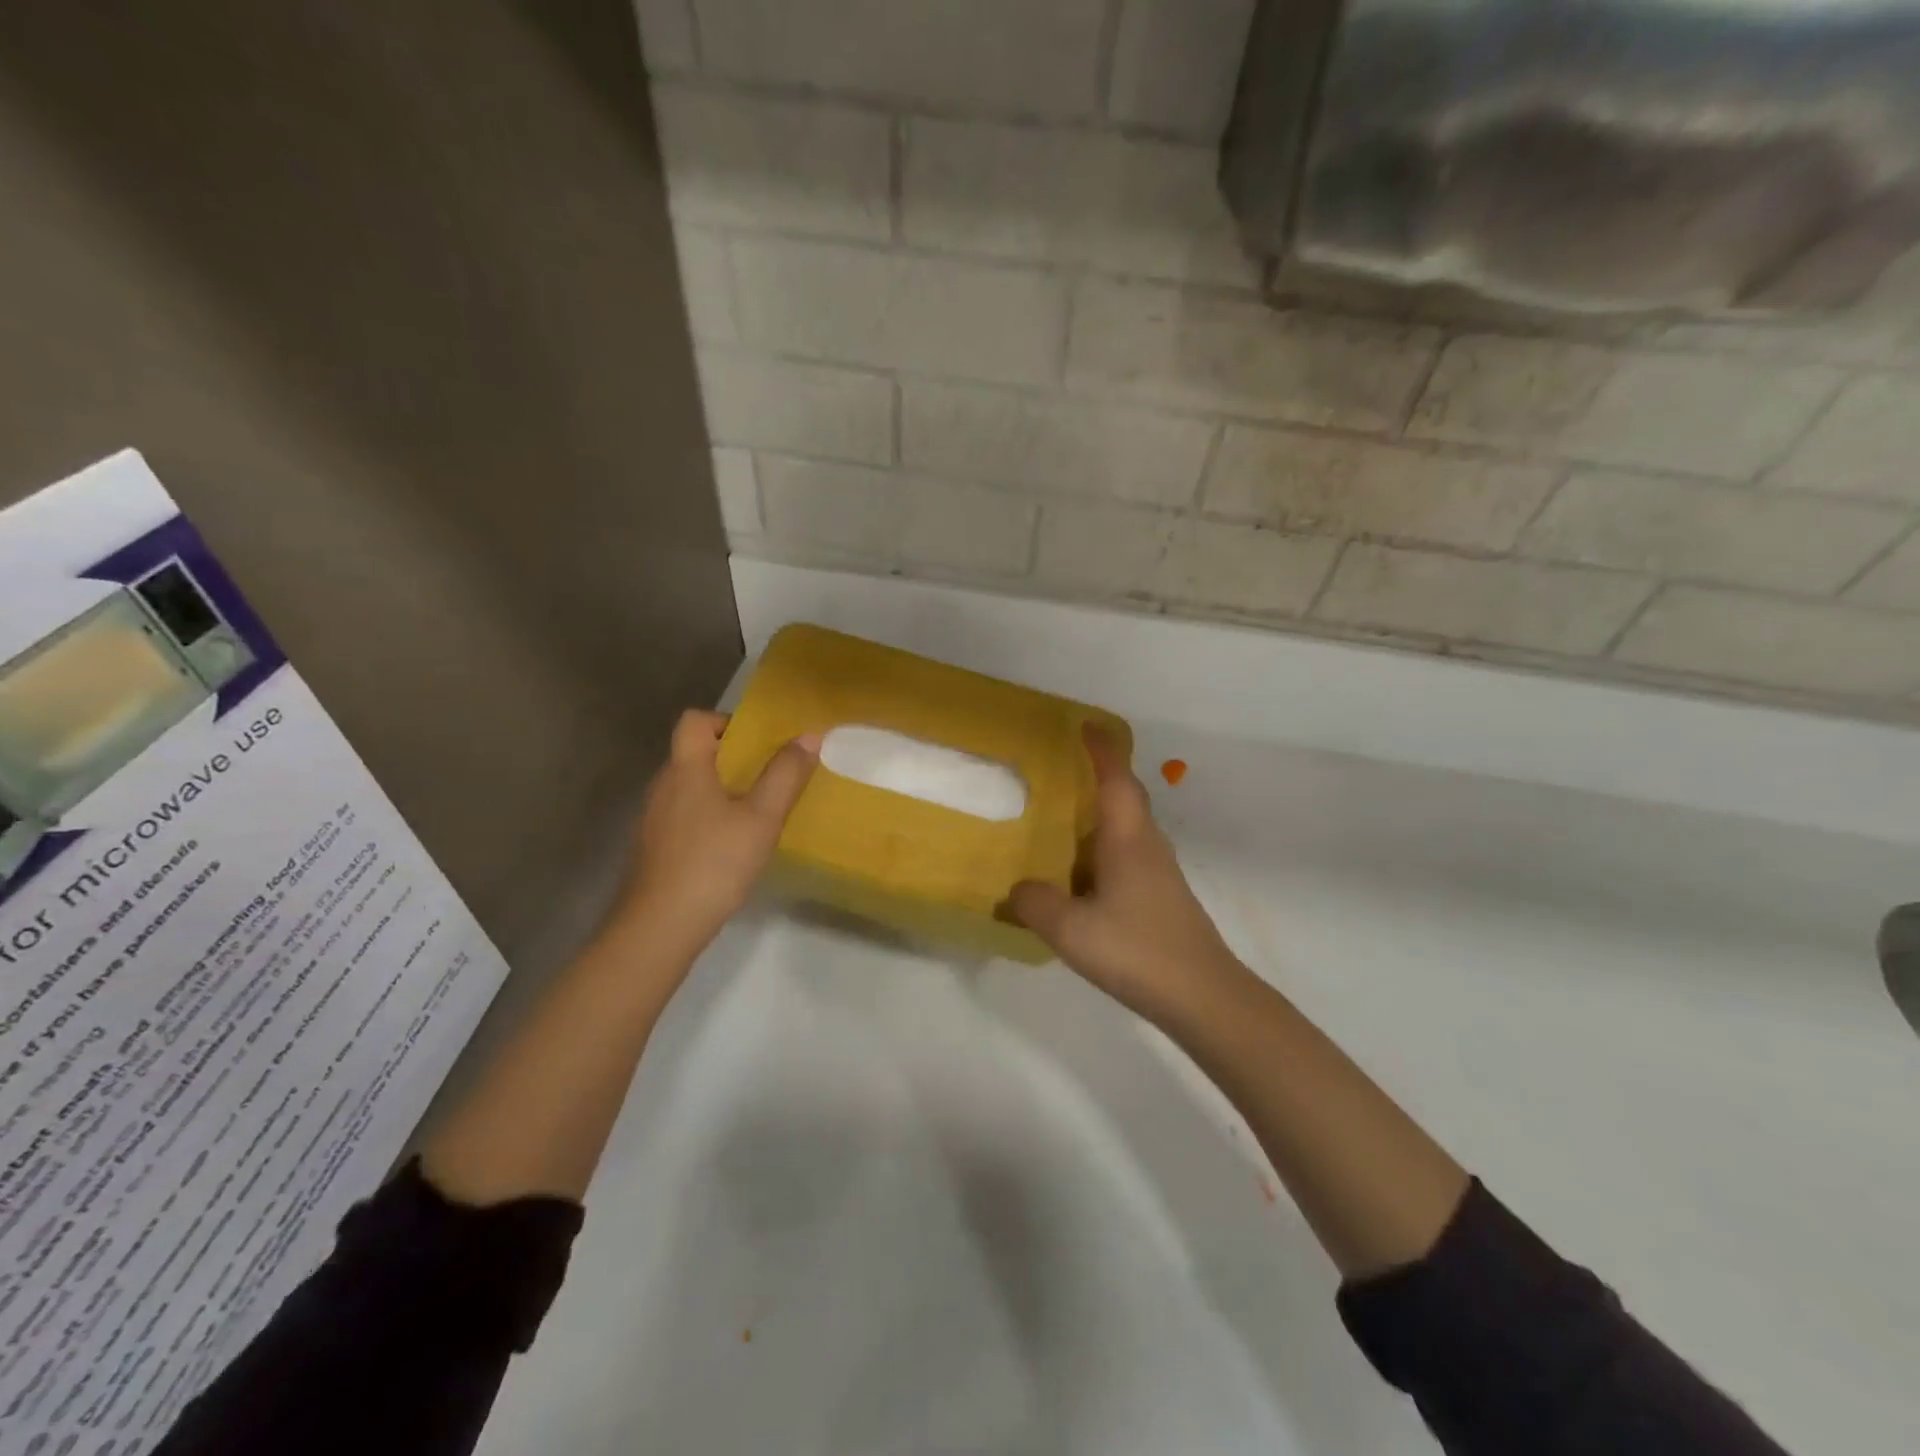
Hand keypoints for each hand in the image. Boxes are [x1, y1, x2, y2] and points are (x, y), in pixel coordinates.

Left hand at [613, 709, 818, 961]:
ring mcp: (653, 819)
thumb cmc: (713, 864)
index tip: (758, 743)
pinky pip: (684, 816)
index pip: (694, 721)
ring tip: (756, 813)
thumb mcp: (761, 819)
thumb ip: (785, 776)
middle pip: (694, 754)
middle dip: (732, 759)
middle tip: (770, 778)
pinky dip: (708, 818)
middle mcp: (663, 786)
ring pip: (689, 787)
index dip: (726, 722)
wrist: (658, 928)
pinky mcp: (653, 848)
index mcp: (686, 769)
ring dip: (721, 790)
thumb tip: (809, 735)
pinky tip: (731, 847)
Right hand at [1011, 727, 1246, 1023]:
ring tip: (1059, 824)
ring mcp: (1159, 873)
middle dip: (1099, 777)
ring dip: (1097, 818)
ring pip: (1126, 830)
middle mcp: (1147, 846)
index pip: (1116, 779)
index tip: (1085, 725)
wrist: (1203, 996)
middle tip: (1062, 772)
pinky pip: (1125, 857)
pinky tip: (1079, 879)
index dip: (1101, 749)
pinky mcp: (1160, 897)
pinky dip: (1100, 853)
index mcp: (1128, 839)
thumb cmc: (1138, 949)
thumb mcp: (1071, 929)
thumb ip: (1035, 904)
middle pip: (1125, 798)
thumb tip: (1018, 890)